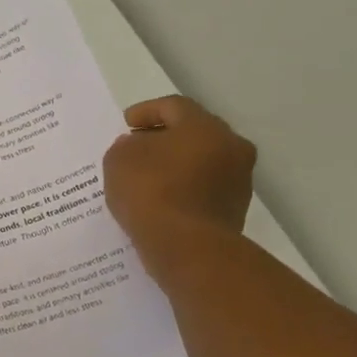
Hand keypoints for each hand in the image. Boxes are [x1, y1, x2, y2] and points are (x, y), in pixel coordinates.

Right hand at [104, 97, 256, 261]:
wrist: (188, 248)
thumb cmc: (152, 193)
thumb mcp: (119, 160)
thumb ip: (125, 146)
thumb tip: (138, 146)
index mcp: (204, 126)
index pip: (174, 107)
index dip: (146, 111)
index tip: (126, 123)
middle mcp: (230, 147)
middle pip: (193, 133)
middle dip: (165, 138)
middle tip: (139, 147)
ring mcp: (238, 181)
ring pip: (202, 162)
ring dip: (177, 165)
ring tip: (148, 178)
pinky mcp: (235, 210)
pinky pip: (204, 190)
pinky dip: (184, 190)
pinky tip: (162, 202)